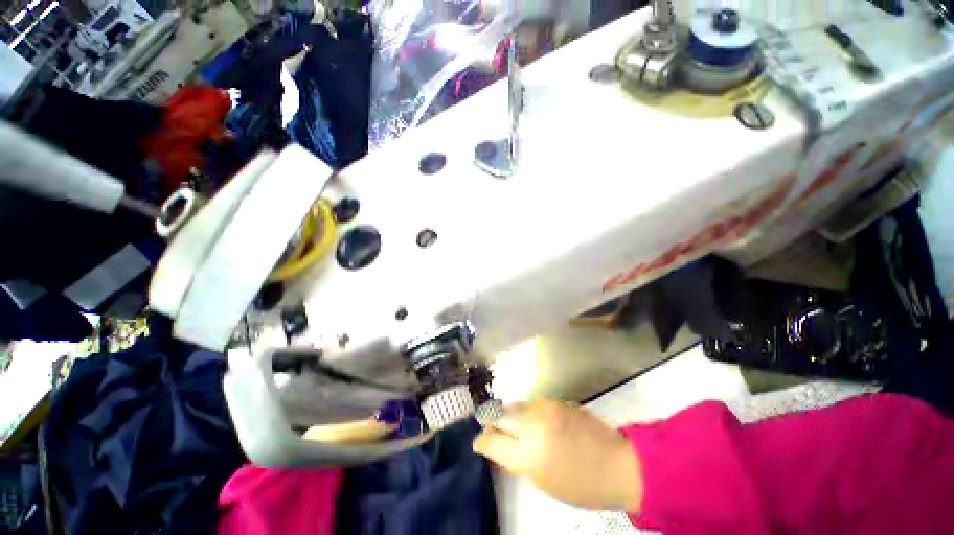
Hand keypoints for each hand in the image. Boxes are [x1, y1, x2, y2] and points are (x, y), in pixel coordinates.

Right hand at [473, 399, 643, 511]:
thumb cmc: (579, 484)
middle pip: (497, 414)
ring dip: (510, 414)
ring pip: (514, 405)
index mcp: (527, 455)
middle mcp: (532, 426)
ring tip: (515, 425)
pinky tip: (536, 421)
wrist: (616, 464)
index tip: (479, 441)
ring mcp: (545, 408)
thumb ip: (516, 459)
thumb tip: (499, 444)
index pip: (491, 441)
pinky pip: (532, 403)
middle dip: (490, 420)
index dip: (482, 440)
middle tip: (490, 427)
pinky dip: (527, 411)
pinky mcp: (556, 400)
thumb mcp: (542, 481)